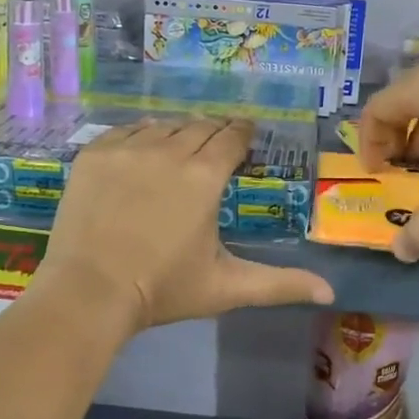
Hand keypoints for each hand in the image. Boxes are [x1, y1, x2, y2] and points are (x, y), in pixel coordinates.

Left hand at [39, 118, 333, 332]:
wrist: (87, 293)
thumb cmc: (163, 290)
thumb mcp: (227, 287)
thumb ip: (280, 284)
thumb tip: (330, 292)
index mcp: (205, 176)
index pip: (232, 137)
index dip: (243, 134)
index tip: (246, 136)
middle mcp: (169, 151)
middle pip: (200, 126)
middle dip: (214, 132)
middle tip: (217, 144)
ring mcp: (127, 148)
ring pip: (164, 125)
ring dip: (178, 132)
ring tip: (181, 146)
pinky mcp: (94, 153)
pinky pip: (126, 130)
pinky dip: (140, 135)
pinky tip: (143, 149)